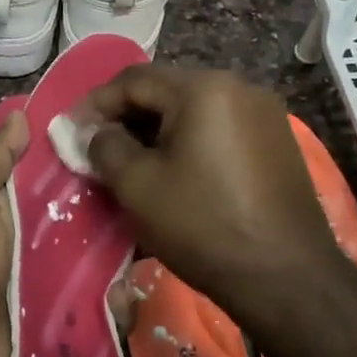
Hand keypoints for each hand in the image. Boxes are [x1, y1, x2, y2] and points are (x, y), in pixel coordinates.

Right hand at [77, 66, 348, 322]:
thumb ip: (105, 147)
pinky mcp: (277, 141)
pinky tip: (175, 170)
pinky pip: (219, 128)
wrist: (286, 277)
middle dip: (127, 117)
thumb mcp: (138, 185)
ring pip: (194, 110)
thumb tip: (96, 132)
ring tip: (132, 161)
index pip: (135, 80)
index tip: (71, 130)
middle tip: (98, 147)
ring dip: (158, 130)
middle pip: (167, 91)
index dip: (96, 103)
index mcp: (204, 88)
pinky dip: (190, 141)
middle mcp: (239, 87)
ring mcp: (264, 114)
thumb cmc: (203, 225)